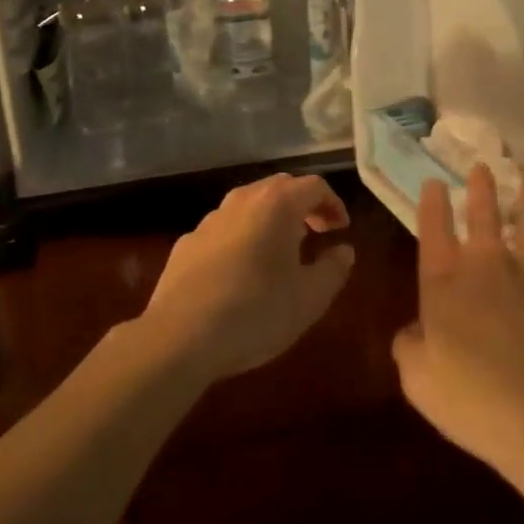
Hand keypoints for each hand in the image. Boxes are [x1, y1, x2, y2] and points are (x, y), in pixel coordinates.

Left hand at [140, 174, 354, 381]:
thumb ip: (333, 269)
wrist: (180, 336)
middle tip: (316, 233)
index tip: (341, 229)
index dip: (333, 204)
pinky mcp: (187, 242)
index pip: (314, 186)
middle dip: (302, 205)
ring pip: (249, 205)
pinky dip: (242, 237)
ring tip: (280, 251)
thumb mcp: (309, 299)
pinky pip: (224, 229)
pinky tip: (242, 271)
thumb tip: (344, 250)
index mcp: (277, 205)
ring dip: (270, 220)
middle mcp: (243, 200)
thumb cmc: (256, 312)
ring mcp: (210, 219)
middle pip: (280, 187)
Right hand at [392, 166, 523, 499]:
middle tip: (481, 165)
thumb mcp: (419, 382)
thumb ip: (409, 348)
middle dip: (481, 188)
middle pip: (484, 215)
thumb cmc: (475, 402)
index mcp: (446, 282)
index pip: (434, 230)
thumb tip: (412, 332)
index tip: (433, 183)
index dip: (432, 204)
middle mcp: (490, 265)